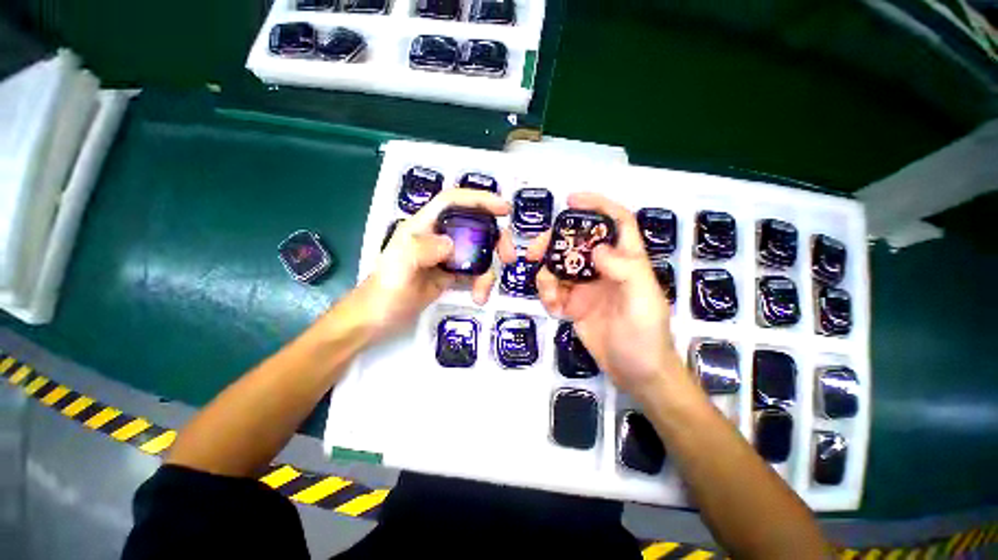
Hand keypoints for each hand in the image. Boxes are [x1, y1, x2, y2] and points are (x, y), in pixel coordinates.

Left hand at [354, 188, 515, 339]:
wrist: (380, 317)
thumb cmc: (385, 289)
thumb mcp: (399, 267)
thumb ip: (422, 250)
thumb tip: (452, 245)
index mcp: (424, 226)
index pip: (453, 202)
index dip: (479, 199)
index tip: (504, 209)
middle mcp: (439, 236)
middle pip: (476, 225)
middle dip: (496, 238)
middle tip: (509, 257)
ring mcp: (448, 256)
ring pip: (480, 252)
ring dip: (489, 270)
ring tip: (484, 292)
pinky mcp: (453, 274)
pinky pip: (476, 272)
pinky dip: (482, 283)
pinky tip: (479, 297)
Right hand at [527, 193, 683, 397]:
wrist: (636, 373)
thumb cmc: (647, 336)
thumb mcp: (643, 301)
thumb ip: (625, 270)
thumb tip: (595, 248)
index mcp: (627, 261)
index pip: (617, 222)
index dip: (598, 205)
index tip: (571, 199)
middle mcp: (604, 268)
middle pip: (575, 243)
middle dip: (552, 243)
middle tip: (534, 252)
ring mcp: (586, 287)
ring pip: (558, 267)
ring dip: (547, 277)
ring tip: (551, 296)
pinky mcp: (574, 304)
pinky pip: (553, 291)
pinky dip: (547, 296)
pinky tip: (554, 309)